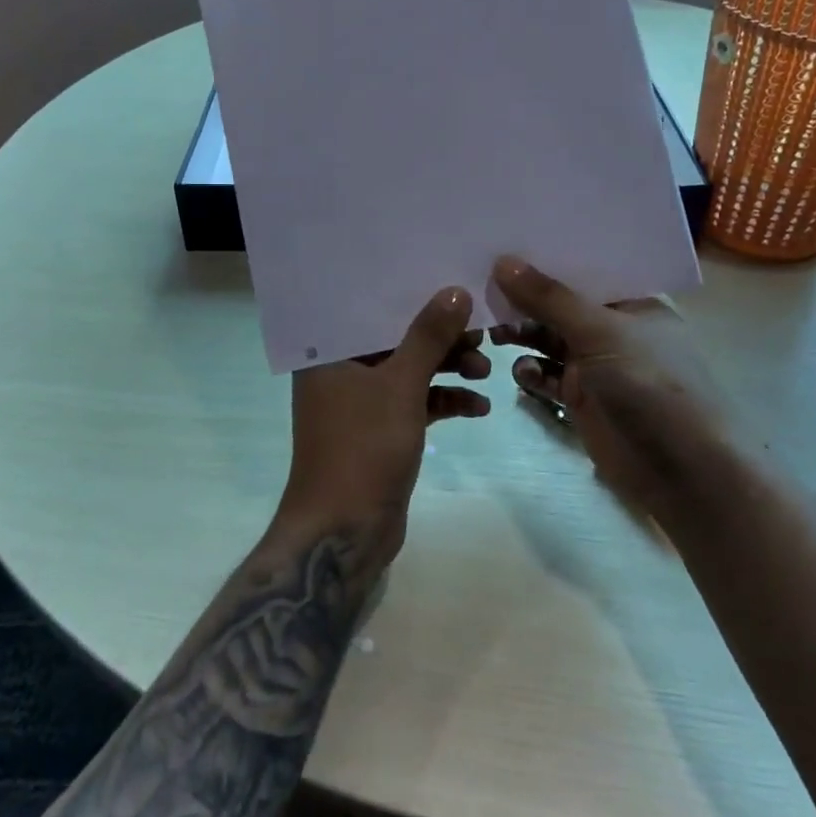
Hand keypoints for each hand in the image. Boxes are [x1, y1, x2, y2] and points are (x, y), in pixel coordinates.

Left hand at [280, 287, 490, 567]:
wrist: (344, 531)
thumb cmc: (363, 446)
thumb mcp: (401, 385)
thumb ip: (429, 336)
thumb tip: (456, 291)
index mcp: (331, 353)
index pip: (374, 310)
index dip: (414, 297)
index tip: (454, 285)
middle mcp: (342, 371)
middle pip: (398, 340)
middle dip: (441, 339)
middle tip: (482, 334)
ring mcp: (362, 403)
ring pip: (411, 372)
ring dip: (449, 370)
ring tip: (485, 372)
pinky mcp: (382, 431)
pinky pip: (417, 403)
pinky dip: (445, 402)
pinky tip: (479, 407)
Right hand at [490, 256, 731, 530]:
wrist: (682, 472)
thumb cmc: (649, 384)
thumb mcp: (598, 332)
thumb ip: (548, 298)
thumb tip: (502, 261)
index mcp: (632, 302)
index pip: (582, 270)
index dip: (545, 260)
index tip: (502, 249)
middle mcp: (615, 329)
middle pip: (560, 306)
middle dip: (525, 302)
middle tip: (484, 296)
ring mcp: (599, 366)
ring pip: (550, 341)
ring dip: (523, 336)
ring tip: (494, 336)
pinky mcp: (583, 400)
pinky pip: (548, 376)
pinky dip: (532, 372)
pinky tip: (521, 374)